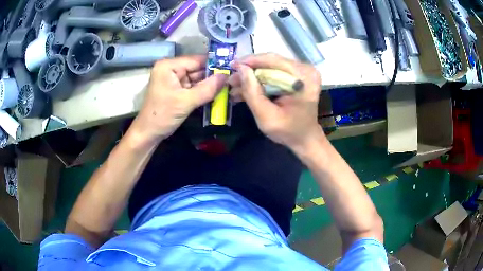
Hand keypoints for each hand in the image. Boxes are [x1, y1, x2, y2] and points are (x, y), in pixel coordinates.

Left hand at [131, 55, 226, 144]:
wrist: (148, 134)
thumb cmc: (163, 115)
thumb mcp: (186, 101)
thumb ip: (208, 88)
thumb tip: (227, 76)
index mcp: (169, 66)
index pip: (196, 60)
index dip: (214, 64)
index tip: (232, 68)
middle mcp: (171, 69)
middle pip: (197, 68)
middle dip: (213, 75)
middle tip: (233, 79)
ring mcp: (173, 79)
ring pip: (196, 78)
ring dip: (209, 84)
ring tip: (228, 86)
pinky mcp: (176, 89)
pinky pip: (193, 87)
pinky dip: (203, 91)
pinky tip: (216, 93)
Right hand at [229, 53, 323, 152]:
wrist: (305, 137)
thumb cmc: (288, 131)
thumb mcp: (266, 117)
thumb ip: (253, 93)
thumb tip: (240, 69)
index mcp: (304, 78)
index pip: (273, 61)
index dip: (250, 62)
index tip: (231, 66)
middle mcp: (305, 69)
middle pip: (271, 62)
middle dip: (249, 71)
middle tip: (231, 80)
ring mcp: (302, 72)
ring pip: (271, 67)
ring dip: (253, 76)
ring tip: (235, 86)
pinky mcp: (297, 75)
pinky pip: (275, 72)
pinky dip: (260, 80)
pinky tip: (246, 88)